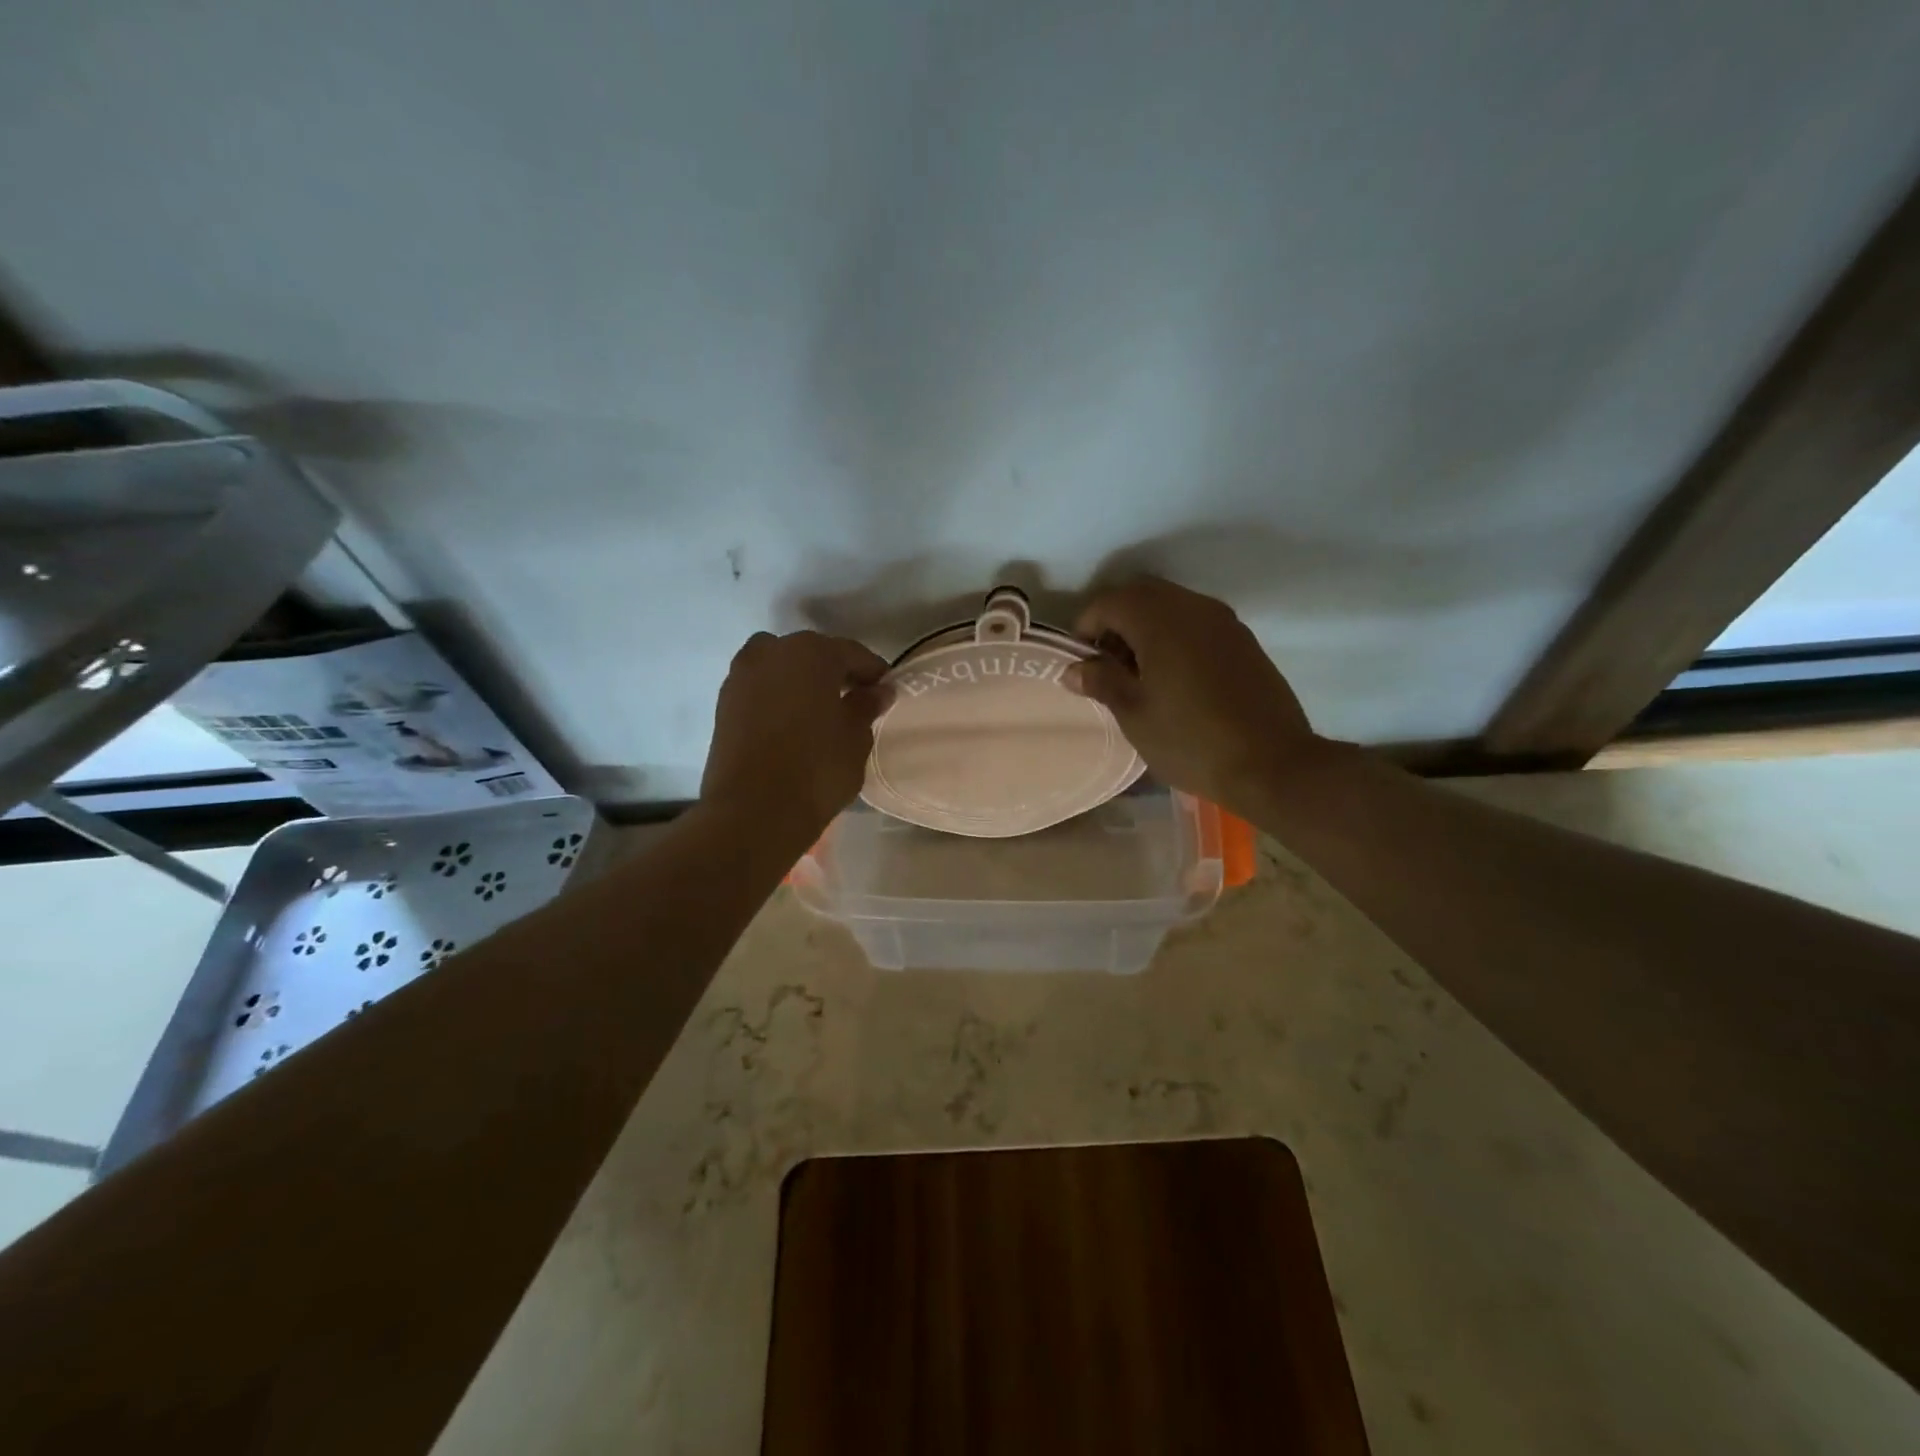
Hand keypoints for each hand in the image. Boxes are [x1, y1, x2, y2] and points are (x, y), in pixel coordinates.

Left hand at [701, 630, 891, 843]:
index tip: (886, 692)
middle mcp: (772, 651)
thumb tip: (877, 691)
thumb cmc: (817, 768)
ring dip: (802, 682)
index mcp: (812, 652)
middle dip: (835, 673)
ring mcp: (742, 675)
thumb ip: (867, 706)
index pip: (853, 653)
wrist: (753, 811)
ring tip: (821, 712)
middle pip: (813, 654)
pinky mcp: (724, 703)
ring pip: (782, 668)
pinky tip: (793, 724)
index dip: (874, 672)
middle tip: (855, 700)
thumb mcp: (856, 737)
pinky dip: (778, 698)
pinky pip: (761, 689)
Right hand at [1063, 577, 1325, 813]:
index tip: (1080, 662)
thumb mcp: (1134, 714)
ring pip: (1171, 606)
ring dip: (1145, 628)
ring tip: (1137, 675)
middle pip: (1141, 595)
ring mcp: (1224, 622)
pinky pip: (1196, 623)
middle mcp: (1193, 607)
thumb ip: (1101, 681)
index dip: (1085, 627)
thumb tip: (1075, 668)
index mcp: (1160, 620)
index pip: (1109, 602)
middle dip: (1115, 622)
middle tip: (1105, 665)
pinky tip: (1172, 679)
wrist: (1272, 764)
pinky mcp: (1243, 641)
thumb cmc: (1191, 740)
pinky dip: (1174, 637)